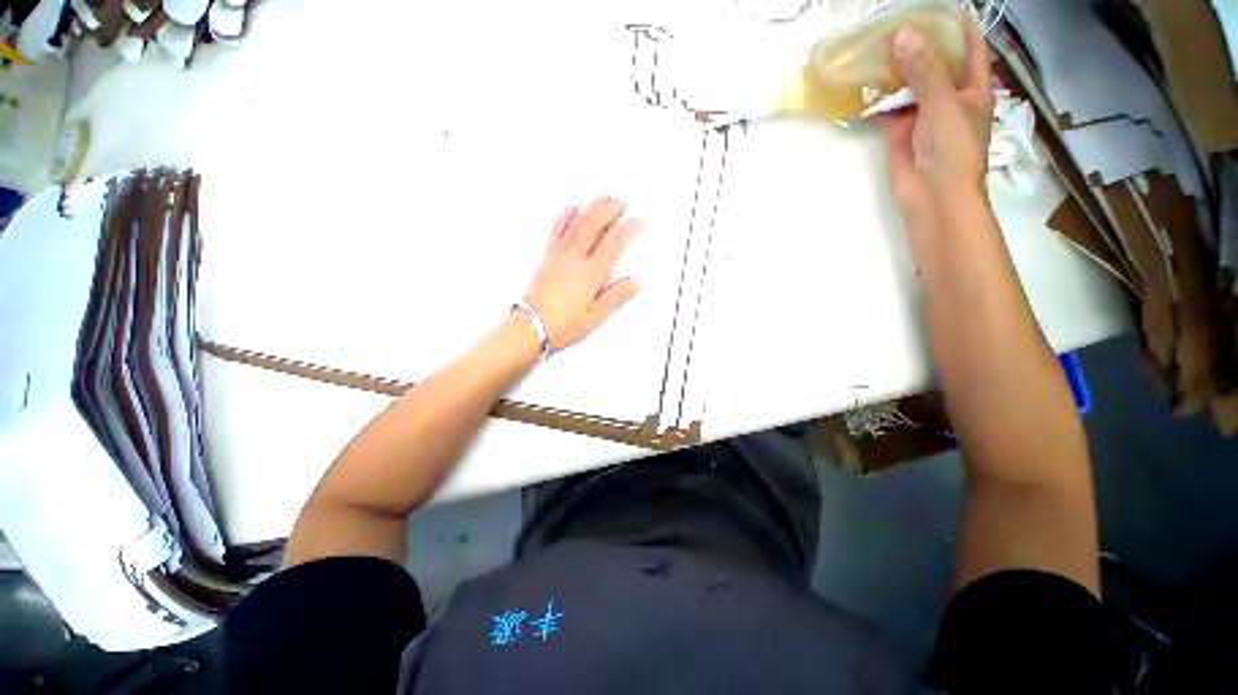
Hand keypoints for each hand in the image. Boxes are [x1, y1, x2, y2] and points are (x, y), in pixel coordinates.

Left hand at [523, 197, 642, 349]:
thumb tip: (636, 282)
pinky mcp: (548, 258)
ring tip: (603, 198)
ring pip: (578, 224)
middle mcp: (575, 259)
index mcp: (591, 274)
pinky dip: (565, 217)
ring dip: (592, 208)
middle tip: (622, 201)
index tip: (640, 221)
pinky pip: (557, 231)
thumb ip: (616, 296)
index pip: (614, 244)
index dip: (629, 229)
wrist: (531, 326)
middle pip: (595, 226)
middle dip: (610, 210)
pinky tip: (571, 208)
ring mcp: (559, 256)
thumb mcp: (595, 316)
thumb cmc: (563, 325)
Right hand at [880, 23, 993, 215]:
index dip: (957, 24)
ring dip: (895, 68)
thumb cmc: (952, 148)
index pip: (969, 45)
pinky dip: (878, 97)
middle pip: (935, 60)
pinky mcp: (900, 130)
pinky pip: (889, 107)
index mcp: (972, 86)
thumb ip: (924, 70)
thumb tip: (902, 35)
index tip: (936, 7)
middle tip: (895, 22)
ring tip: (876, 45)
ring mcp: (923, 113)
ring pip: (909, 83)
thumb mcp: (943, 103)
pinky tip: (864, 82)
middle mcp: (949, 95)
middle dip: (919, 42)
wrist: (932, 194)